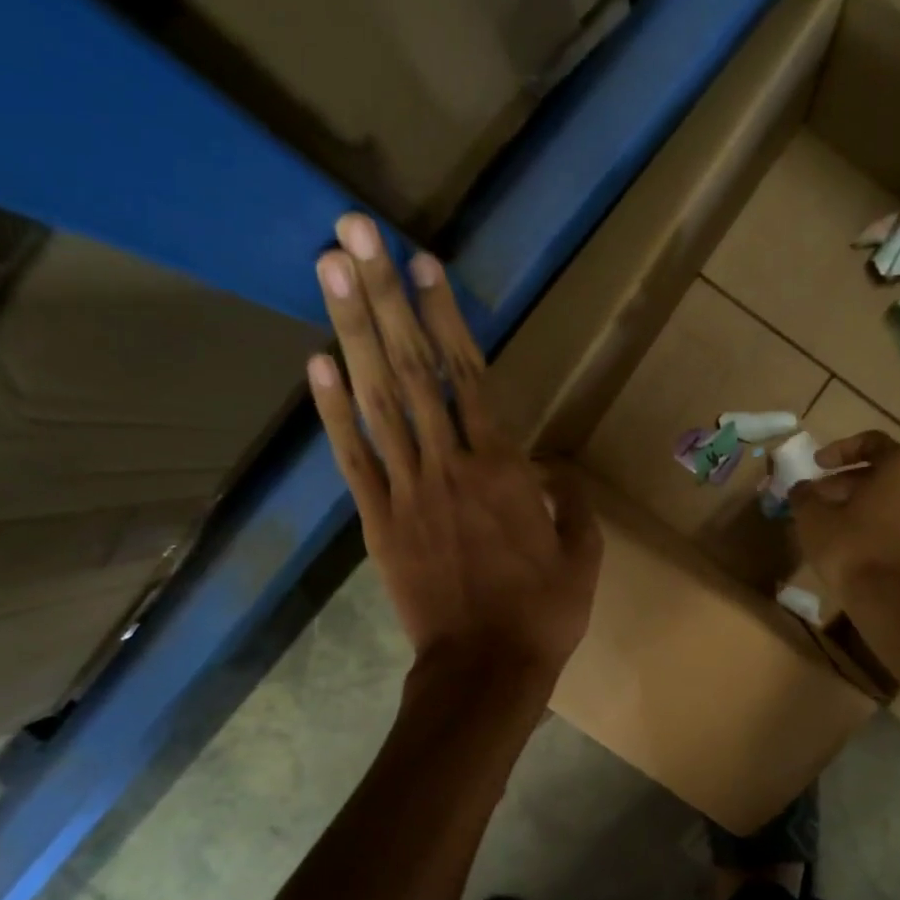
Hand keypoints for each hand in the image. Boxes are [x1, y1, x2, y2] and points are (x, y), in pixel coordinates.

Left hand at [307, 215, 601, 686]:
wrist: (485, 668)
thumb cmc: (544, 614)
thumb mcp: (584, 556)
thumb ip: (571, 502)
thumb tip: (552, 469)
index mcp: (505, 469)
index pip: (470, 377)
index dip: (444, 318)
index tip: (421, 264)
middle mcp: (451, 465)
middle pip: (413, 370)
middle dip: (383, 297)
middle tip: (353, 231)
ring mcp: (408, 491)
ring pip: (378, 401)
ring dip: (351, 332)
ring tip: (329, 271)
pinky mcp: (379, 522)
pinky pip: (353, 460)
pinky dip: (332, 411)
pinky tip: (316, 364)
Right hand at [790, 431, 899, 602]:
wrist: (894, 602)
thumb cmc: (852, 549)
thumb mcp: (813, 519)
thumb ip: (804, 496)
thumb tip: (800, 488)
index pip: (872, 442)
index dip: (839, 450)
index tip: (817, 465)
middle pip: (886, 473)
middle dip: (849, 483)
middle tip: (821, 500)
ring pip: (899, 500)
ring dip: (868, 506)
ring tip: (839, 525)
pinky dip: (886, 528)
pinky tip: (862, 548)